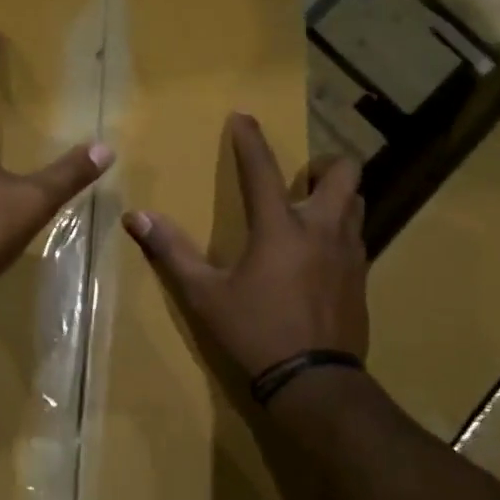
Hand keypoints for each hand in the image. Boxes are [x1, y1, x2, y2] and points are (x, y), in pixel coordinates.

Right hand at [124, 114, 367, 383]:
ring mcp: (349, 253)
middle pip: (344, 173)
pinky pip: (358, 237)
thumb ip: (172, 252)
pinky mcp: (362, 278)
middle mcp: (322, 229)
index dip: (250, 139)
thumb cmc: (255, 332)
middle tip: (301, 179)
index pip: (262, 169)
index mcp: (280, 227)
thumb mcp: (205, 295)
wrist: (315, 383)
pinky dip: (341, 230)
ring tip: (311, 212)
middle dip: (325, 164)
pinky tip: (320, 255)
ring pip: (358, 203)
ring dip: (338, 196)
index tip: (243, 116)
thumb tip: (137, 217)